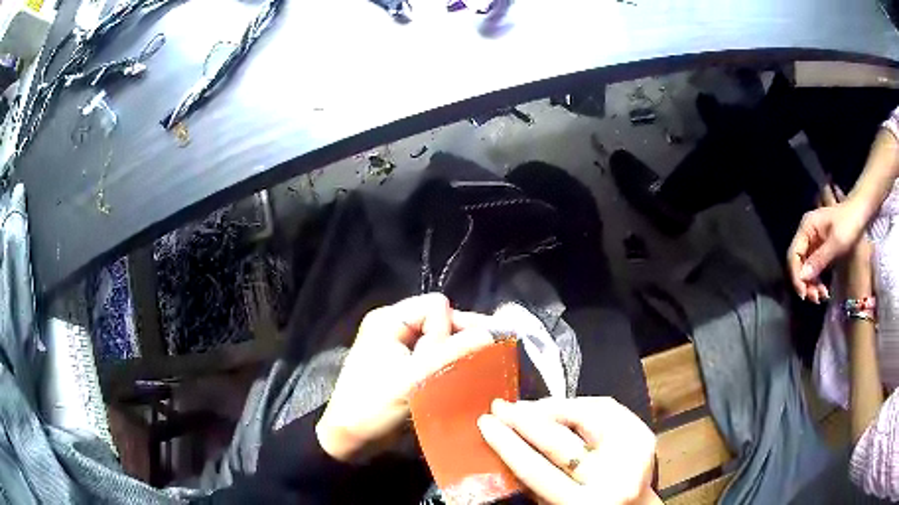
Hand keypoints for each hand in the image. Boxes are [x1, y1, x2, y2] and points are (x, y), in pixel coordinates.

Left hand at [316, 293, 491, 461]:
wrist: (350, 439)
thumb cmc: (373, 407)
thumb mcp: (412, 381)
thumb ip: (451, 355)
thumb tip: (489, 334)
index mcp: (389, 320)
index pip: (436, 306)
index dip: (446, 330)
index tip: (443, 360)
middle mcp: (394, 327)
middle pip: (440, 320)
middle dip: (458, 341)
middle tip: (475, 364)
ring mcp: (399, 347)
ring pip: (441, 339)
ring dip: (456, 355)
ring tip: (470, 373)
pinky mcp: (405, 366)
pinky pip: (435, 355)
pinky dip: (449, 365)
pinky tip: (461, 378)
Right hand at [478, 397, 659, 504]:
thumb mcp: (557, 503)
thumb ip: (537, 482)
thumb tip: (512, 441)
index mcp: (583, 504)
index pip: (535, 470)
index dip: (507, 444)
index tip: (485, 423)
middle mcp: (612, 479)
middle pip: (560, 441)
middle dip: (524, 419)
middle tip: (500, 406)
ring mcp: (633, 454)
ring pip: (587, 417)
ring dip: (552, 408)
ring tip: (527, 407)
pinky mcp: (644, 436)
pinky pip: (607, 408)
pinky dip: (580, 406)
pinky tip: (560, 408)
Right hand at [788, 185, 867, 302]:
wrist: (861, 213)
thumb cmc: (849, 223)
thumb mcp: (836, 242)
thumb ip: (819, 259)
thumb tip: (802, 277)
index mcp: (806, 228)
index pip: (794, 255)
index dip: (796, 276)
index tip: (804, 294)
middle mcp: (807, 235)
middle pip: (799, 264)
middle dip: (805, 284)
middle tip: (816, 299)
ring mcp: (814, 243)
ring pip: (806, 269)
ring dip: (812, 286)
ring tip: (822, 297)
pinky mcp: (821, 251)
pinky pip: (815, 269)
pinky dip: (818, 282)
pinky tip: (825, 290)